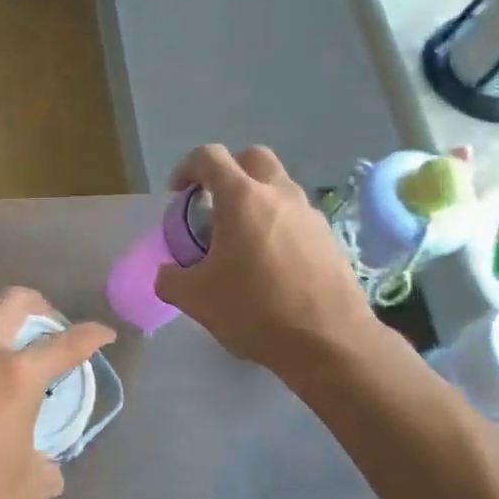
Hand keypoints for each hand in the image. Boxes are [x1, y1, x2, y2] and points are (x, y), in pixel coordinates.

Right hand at [156, 144, 372, 372]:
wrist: (328, 341)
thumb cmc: (255, 310)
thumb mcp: (195, 299)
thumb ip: (171, 279)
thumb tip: (168, 273)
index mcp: (242, 199)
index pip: (209, 157)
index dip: (187, 168)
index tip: (178, 195)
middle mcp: (279, 194)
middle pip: (252, 158)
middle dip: (229, 172)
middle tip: (214, 207)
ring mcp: (310, 214)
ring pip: (278, 187)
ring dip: (256, 200)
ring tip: (241, 241)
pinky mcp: (329, 238)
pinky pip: (297, 217)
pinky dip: (278, 226)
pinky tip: (270, 264)